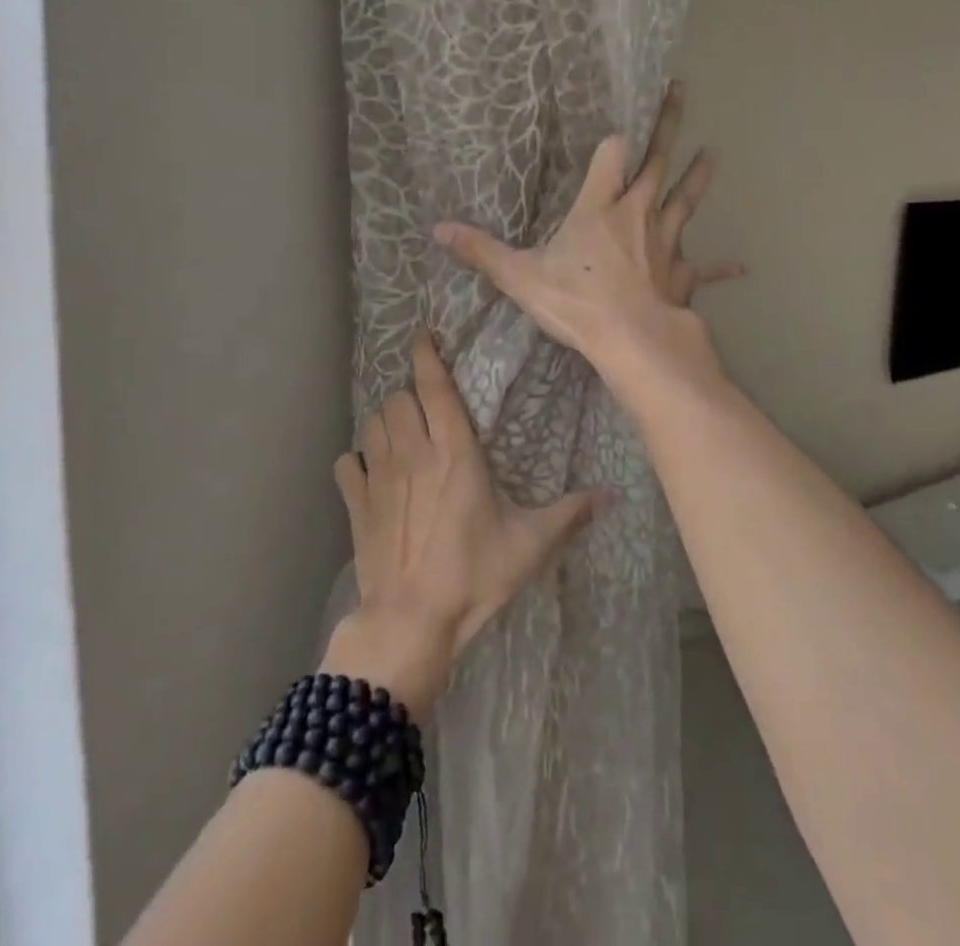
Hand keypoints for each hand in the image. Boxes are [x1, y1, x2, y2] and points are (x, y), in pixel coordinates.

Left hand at [322, 332, 606, 720]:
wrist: (411, 622)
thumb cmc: (473, 577)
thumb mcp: (530, 545)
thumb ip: (570, 514)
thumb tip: (612, 495)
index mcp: (454, 452)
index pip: (434, 387)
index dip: (427, 356)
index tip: (424, 337)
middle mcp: (413, 453)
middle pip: (398, 400)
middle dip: (410, 396)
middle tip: (426, 408)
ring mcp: (378, 478)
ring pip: (371, 424)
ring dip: (385, 421)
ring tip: (401, 433)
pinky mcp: (356, 505)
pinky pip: (346, 465)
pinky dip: (355, 460)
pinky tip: (366, 470)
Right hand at [433, 80, 742, 383]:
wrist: (632, 341)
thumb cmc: (577, 303)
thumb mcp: (520, 277)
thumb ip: (481, 251)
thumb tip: (438, 229)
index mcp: (601, 207)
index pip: (610, 156)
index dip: (612, 141)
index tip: (616, 129)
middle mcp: (638, 214)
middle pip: (656, 163)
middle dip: (667, 126)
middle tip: (680, 91)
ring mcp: (665, 243)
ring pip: (685, 201)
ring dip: (698, 177)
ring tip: (713, 154)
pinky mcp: (681, 274)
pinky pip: (703, 269)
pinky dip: (720, 268)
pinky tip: (742, 267)